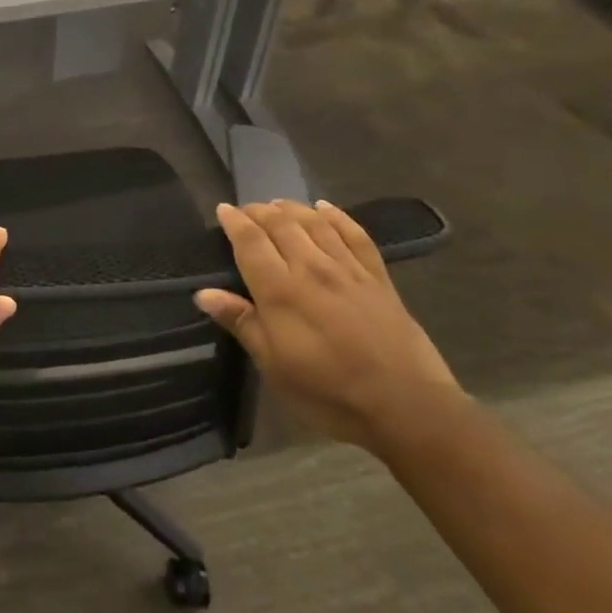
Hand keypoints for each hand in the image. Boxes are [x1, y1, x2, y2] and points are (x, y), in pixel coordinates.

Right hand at [195, 200, 462, 454]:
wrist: (408, 408)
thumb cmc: (330, 392)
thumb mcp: (275, 365)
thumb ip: (241, 322)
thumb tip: (203, 293)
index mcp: (280, 290)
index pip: (250, 242)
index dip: (234, 222)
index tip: (222, 210)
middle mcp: (311, 268)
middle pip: (281, 224)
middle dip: (259, 212)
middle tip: (246, 210)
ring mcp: (348, 270)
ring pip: (315, 223)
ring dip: (292, 208)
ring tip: (277, 205)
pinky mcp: (378, 278)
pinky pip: (355, 235)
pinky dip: (337, 216)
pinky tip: (326, 208)